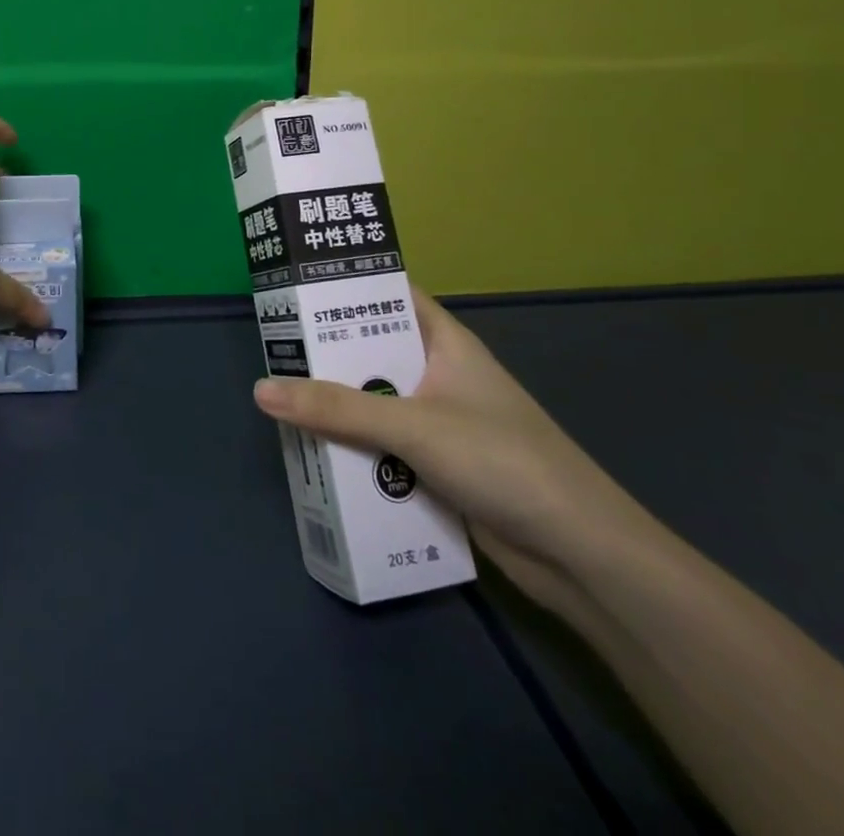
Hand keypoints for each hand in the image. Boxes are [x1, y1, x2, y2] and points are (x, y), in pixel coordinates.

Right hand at [252, 293, 655, 616]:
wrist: (581, 556)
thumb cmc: (502, 462)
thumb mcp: (413, 426)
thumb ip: (337, 409)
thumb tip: (261, 388)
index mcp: (445, 343)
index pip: (390, 295)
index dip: (347, 286)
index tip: (296, 286)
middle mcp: (441, 375)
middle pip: (375, 353)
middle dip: (329, 354)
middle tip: (274, 348)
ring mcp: (442, 423)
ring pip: (377, 403)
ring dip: (339, 407)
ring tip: (281, 399)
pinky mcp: (440, 466)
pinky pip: (386, 446)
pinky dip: (357, 448)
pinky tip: (318, 453)